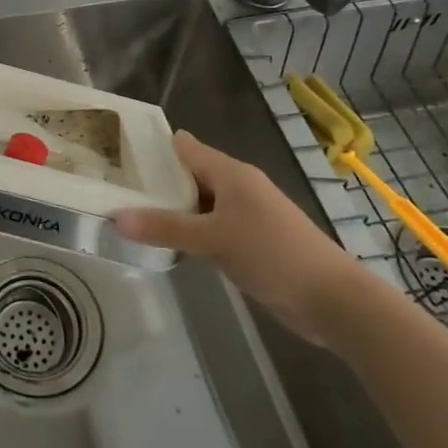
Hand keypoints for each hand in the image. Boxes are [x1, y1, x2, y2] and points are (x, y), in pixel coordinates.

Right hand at [114, 131, 377, 343]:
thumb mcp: (212, 240)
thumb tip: (114, 217)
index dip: (153, 148)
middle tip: (114, 189)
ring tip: (131, 215)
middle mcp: (238, 186)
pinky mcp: (253, 241)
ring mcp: (247, 215)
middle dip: (157, 182)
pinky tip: (169, 244)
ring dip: (173, 210)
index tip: (117, 154)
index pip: (184, 147)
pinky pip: (212, 227)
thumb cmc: (272, 254)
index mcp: (231, 173)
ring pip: (200, 204)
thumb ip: (164, 227)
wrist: (333, 300)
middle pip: (190, 175)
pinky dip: (191, 231)